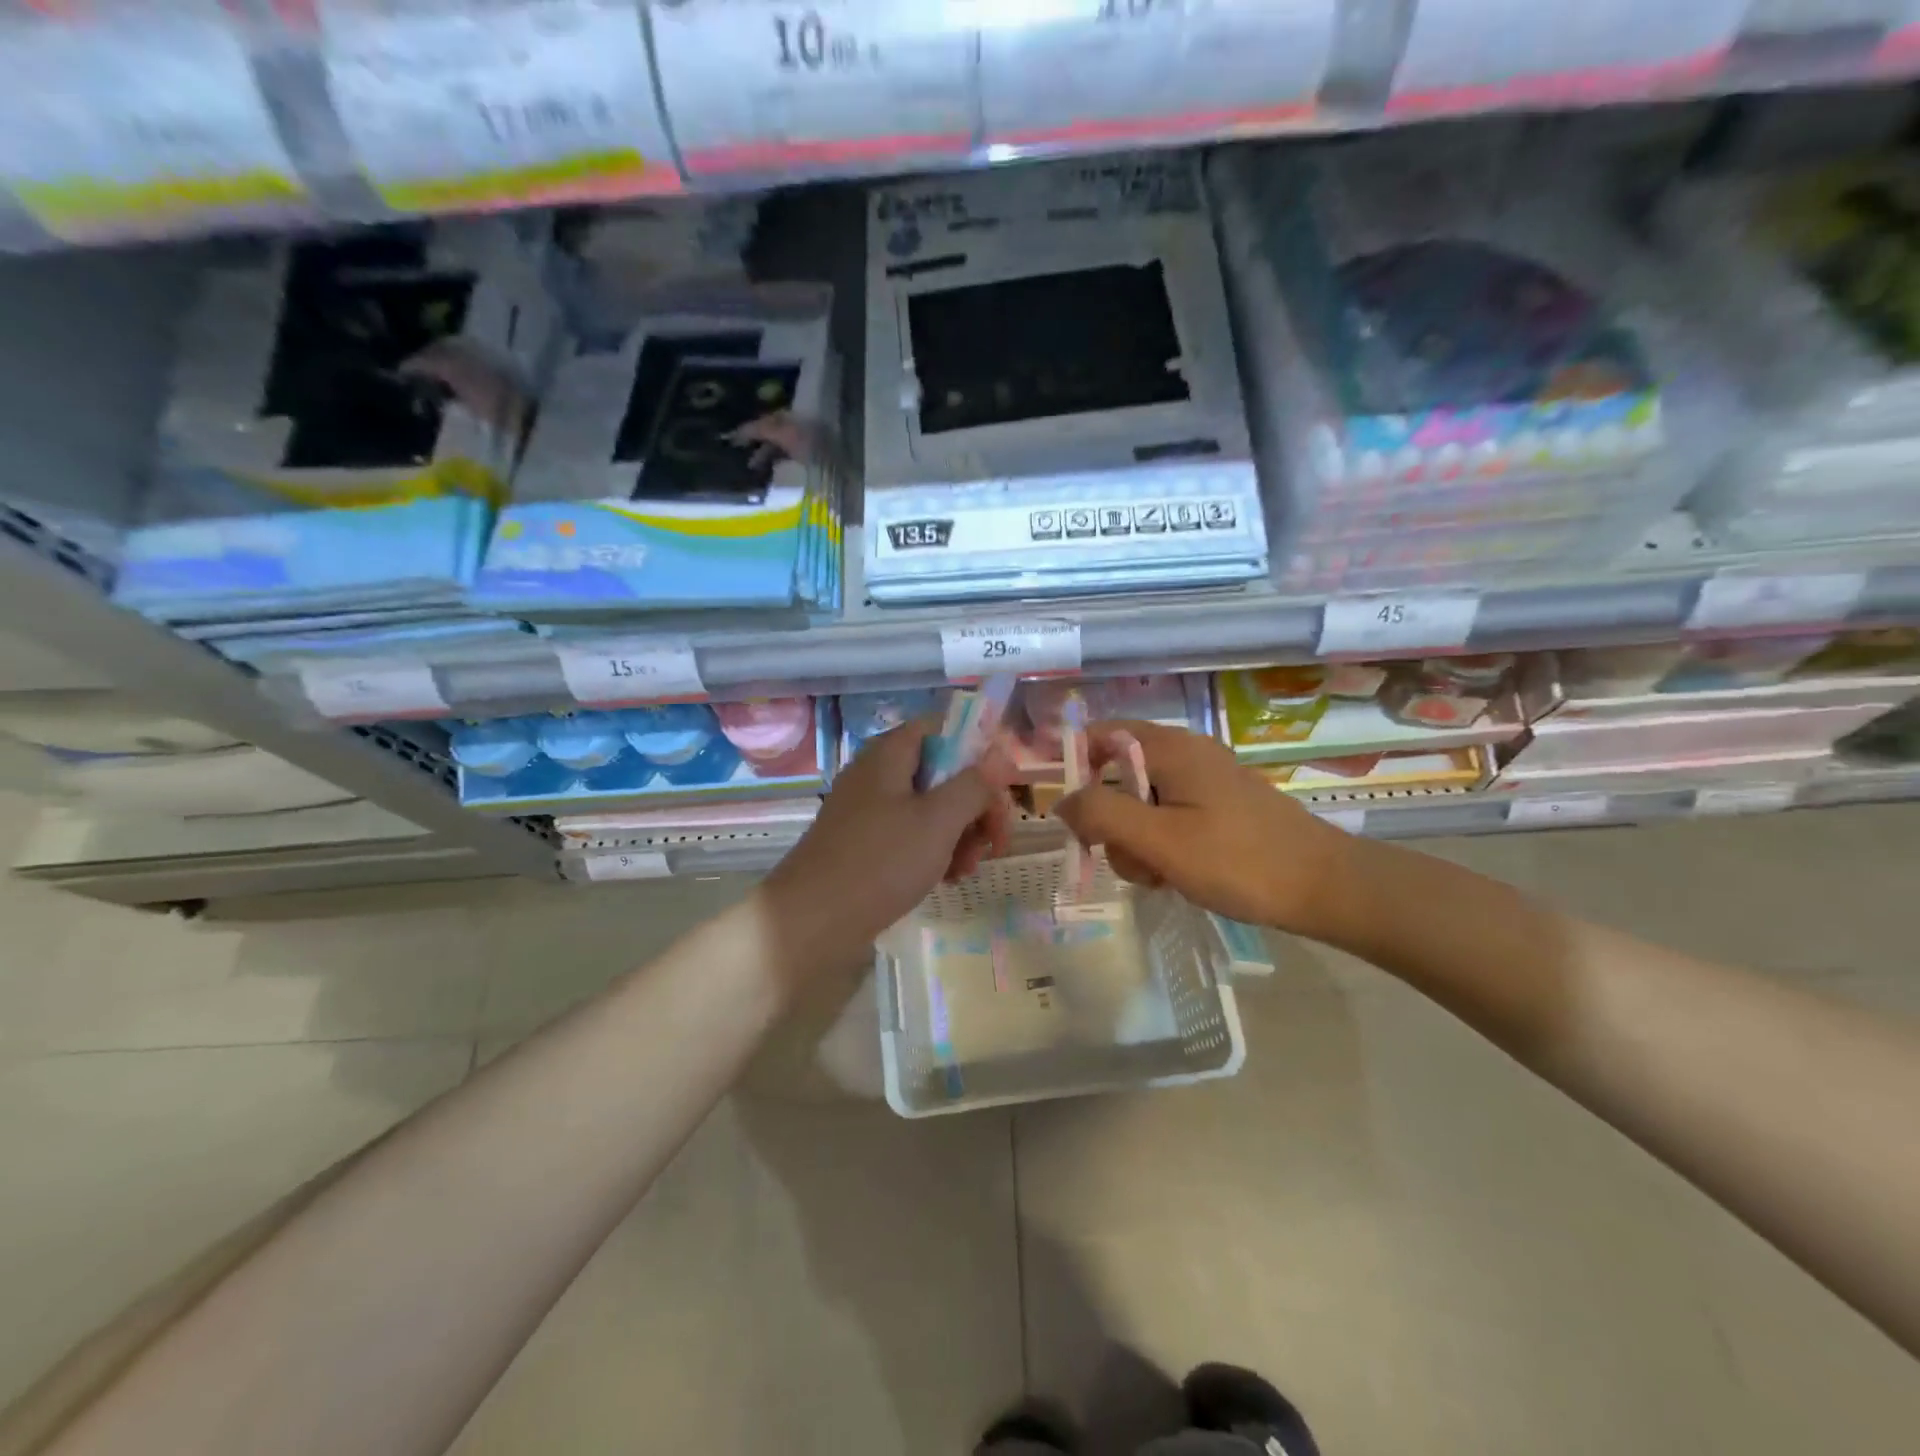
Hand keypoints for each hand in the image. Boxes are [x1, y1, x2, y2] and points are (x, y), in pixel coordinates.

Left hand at [763, 717, 1015, 973]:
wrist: (811, 921)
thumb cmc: (880, 862)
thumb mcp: (938, 820)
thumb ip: (973, 784)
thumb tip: (998, 757)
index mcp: (890, 754)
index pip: (942, 727)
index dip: (977, 748)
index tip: (1002, 785)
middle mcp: (877, 774)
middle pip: (941, 771)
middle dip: (974, 803)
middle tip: (995, 840)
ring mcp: (868, 810)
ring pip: (929, 807)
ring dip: (959, 833)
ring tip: (967, 869)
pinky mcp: (864, 843)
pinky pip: (910, 834)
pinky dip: (934, 850)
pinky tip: (946, 879)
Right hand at [1054, 719, 1354, 936]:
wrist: (1324, 886)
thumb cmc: (1238, 860)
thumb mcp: (1159, 840)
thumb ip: (1102, 815)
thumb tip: (1060, 801)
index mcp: (1170, 748)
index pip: (1100, 735)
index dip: (1074, 766)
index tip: (1069, 815)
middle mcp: (1186, 753)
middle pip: (1117, 775)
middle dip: (1110, 820)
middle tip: (1129, 858)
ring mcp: (1205, 780)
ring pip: (1142, 802)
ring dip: (1135, 840)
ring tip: (1160, 875)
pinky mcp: (1219, 806)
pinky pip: (1169, 816)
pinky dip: (1161, 843)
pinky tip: (1178, 874)